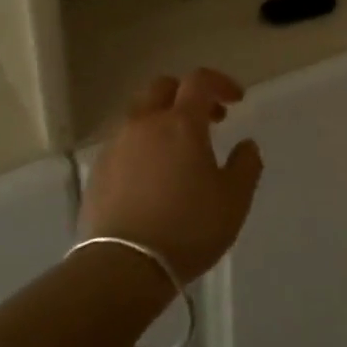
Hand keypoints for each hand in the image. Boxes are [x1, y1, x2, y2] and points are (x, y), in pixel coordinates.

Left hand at [81, 69, 263, 283]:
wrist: (123, 265)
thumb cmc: (188, 228)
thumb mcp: (233, 200)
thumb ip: (246, 165)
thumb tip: (247, 145)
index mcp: (180, 123)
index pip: (199, 81)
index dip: (220, 83)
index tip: (236, 100)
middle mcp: (144, 123)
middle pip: (162, 87)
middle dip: (186, 94)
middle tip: (207, 119)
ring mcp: (116, 144)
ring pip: (139, 113)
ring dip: (161, 118)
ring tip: (178, 150)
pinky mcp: (99, 169)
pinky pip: (123, 141)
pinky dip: (142, 143)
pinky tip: (152, 173)